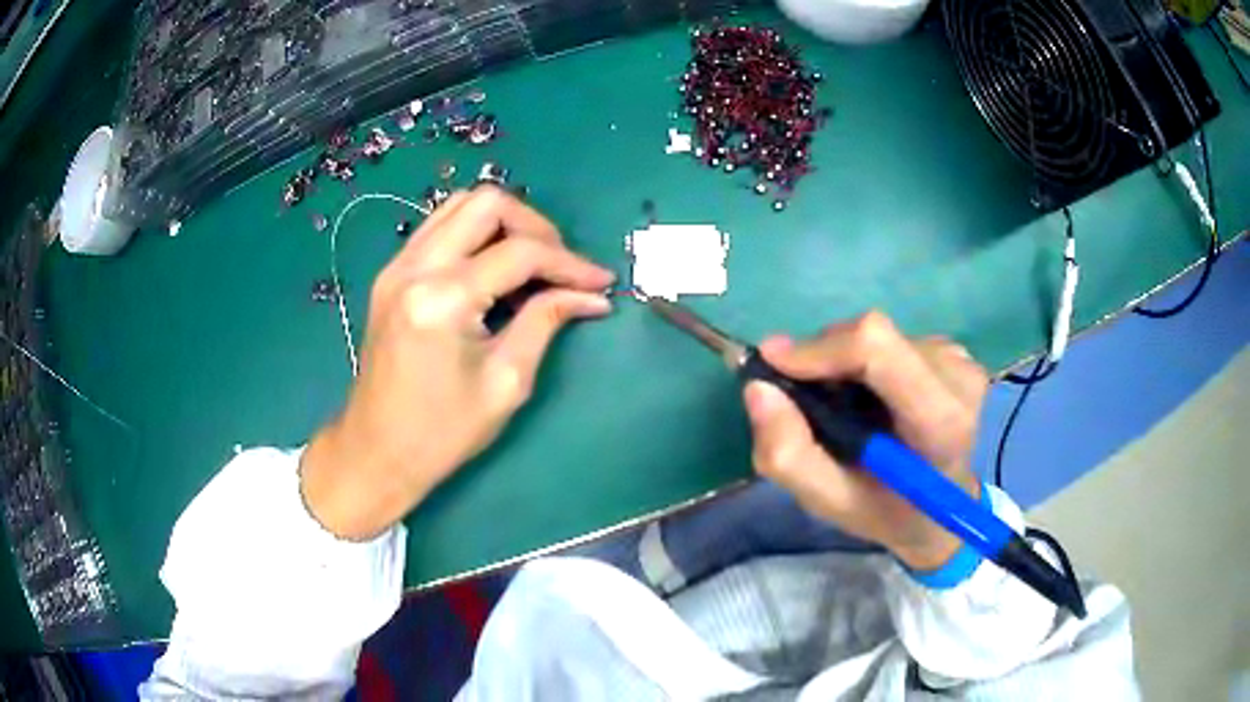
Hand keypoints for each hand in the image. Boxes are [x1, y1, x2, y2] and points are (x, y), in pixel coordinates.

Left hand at [300, 188, 615, 539]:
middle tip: (560, 267)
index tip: (600, 283)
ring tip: (531, 264)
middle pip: (487, 203)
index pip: (520, 252)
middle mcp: (415, 267)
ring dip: (504, 223)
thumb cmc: (441, 432)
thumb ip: (546, 322)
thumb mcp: (505, 383)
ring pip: (460, 204)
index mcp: (442, 299)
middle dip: (536, 226)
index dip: (569, 263)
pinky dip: (475, 233)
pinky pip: (440, 226)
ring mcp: (397, 265)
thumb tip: (591, 296)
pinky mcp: (392, 274)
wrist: (376, 451)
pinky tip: (493, 268)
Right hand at [743, 312, 988, 570]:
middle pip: (873, 336)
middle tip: (809, 402)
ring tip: (851, 411)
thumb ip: (791, 456)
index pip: (877, 348)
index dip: (819, 348)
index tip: (774, 364)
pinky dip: (872, 366)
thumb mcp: (837, 504)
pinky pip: (897, 343)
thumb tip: (758, 389)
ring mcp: (960, 359)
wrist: (962, 510)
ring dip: (848, 365)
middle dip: (825, 359)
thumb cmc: (899, 516)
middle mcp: (957, 375)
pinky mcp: (957, 352)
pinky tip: (881, 404)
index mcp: (939, 422)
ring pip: (881, 338)